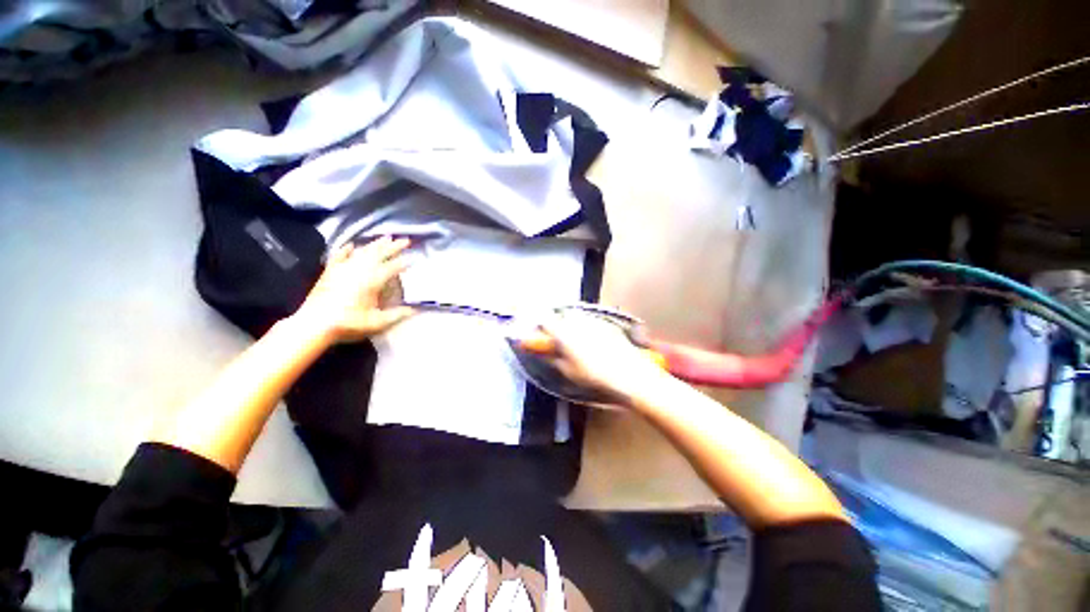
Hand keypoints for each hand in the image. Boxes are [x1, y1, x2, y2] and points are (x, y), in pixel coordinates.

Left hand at [294, 237, 414, 342]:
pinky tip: (351, 245)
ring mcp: (343, 269)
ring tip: (386, 237)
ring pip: (362, 252)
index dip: (404, 262)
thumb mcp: (377, 323)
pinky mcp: (330, 272)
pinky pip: (339, 256)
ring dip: (375, 244)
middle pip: (379, 254)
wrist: (314, 325)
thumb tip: (414, 309)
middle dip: (393, 246)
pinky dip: (346, 250)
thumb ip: (397, 315)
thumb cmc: (349, 324)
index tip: (414, 257)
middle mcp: (359, 270)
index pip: (392, 267)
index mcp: (373, 281)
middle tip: (405, 240)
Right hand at [536, 312, 668, 405]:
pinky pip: (592, 322)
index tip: (540, 331)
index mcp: (564, 334)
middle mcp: (578, 322)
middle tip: (562, 341)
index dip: (541, 324)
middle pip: (563, 317)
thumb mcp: (569, 371)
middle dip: (560, 326)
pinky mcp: (607, 324)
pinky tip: (596, 344)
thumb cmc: (594, 375)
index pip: (546, 320)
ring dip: (575, 326)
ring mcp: (594, 321)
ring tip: (580, 344)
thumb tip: (546, 353)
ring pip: (578, 319)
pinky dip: (590, 329)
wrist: (628, 372)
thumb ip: (554, 358)